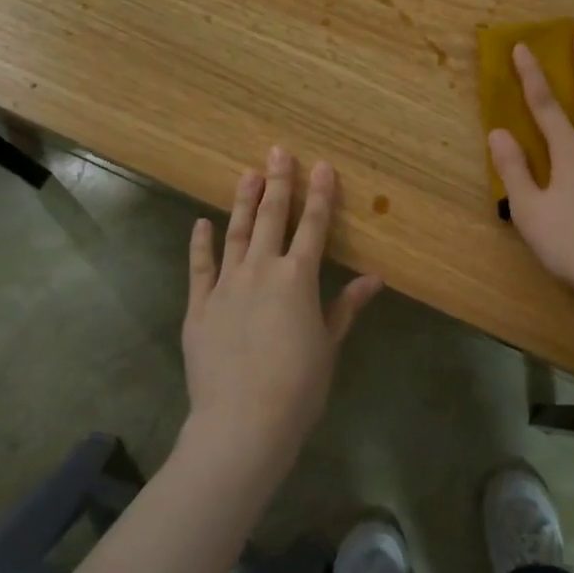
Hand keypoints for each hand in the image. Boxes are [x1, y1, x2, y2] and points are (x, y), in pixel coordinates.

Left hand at [181, 147, 382, 459]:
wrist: (243, 422)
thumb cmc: (298, 386)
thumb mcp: (329, 344)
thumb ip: (346, 306)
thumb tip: (374, 278)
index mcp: (298, 278)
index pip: (314, 226)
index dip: (320, 194)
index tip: (322, 166)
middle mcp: (262, 270)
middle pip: (272, 217)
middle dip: (279, 182)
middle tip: (278, 151)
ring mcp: (226, 285)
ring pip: (236, 233)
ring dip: (243, 202)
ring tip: (247, 174)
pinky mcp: (199, 305)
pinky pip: (200, 267)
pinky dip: (201, 243)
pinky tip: (202, 223)